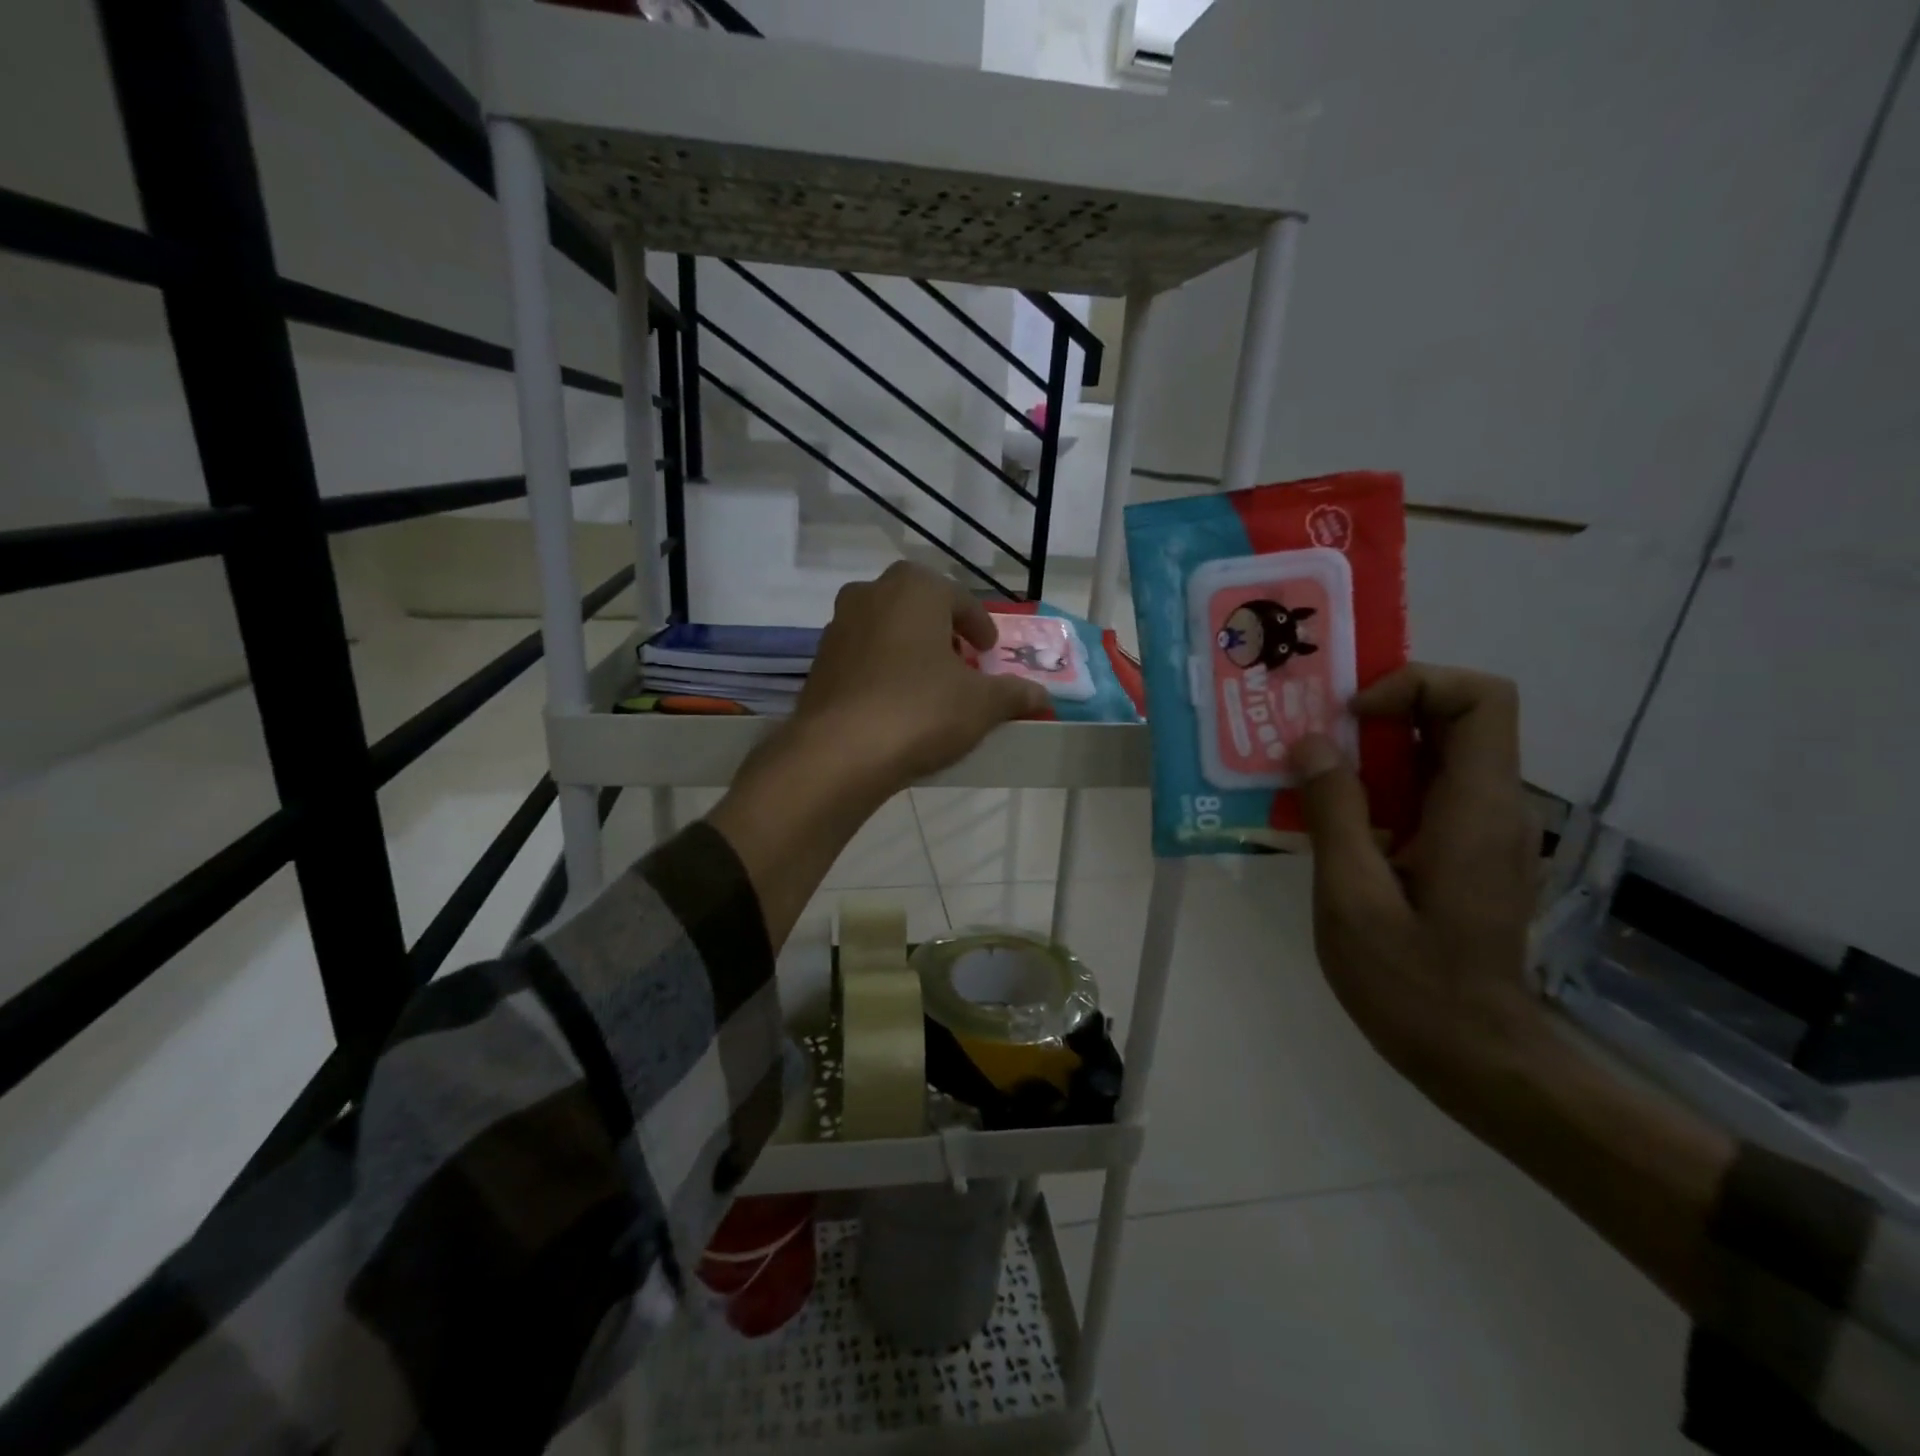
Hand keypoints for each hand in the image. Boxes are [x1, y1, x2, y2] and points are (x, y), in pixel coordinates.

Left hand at [708, 563, 1044, 949]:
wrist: (840, 753)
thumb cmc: (921, 711)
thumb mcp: (981, 704)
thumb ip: (1013, 694)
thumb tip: (1040, 696)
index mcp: (914, 588)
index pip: (958, 599)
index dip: (980, 626)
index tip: (988, 653)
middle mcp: (871, 594)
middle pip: (918, 608)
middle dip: (942, 631)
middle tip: (960, 663)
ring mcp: (838, 627)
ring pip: (886, 629)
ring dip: (909, 649)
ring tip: (928, 685)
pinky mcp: (819, 662)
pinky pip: (862, 657)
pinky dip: (882, 670)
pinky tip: (894, 703)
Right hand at [1290, 664, 1545, 1097]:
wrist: (1475, 1057)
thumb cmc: (1412, 983)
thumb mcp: (1353, 898)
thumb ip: (1334, 813)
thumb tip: (1311, 745)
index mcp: (1475, 809)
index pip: (1481, 699)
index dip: (1416, 685)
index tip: (1350, 716)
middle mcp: (1492, 807)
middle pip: (1455, 718)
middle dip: (1380, 710)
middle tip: (1310, 730)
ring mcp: (1481, 831)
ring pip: (1434, 755)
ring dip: (1370, 750)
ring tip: (1304, 768)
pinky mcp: (1463, 853)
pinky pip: (1423, 792)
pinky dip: (1375, 786)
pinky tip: (1327, 818)